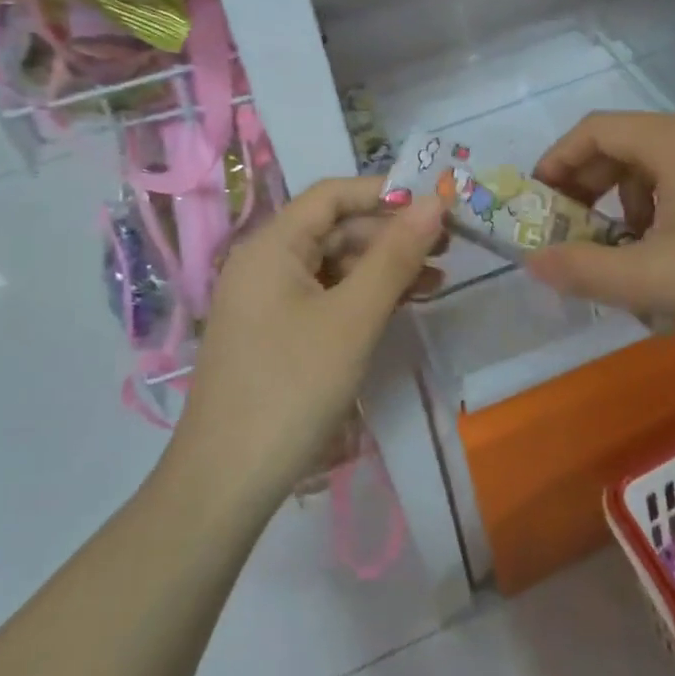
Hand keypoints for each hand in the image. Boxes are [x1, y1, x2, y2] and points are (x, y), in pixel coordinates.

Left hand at [174, 179, 445, 506]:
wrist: (226, 482)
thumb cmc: (292, 387)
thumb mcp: (353, 317)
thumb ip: (395, 255)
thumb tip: (434, 201)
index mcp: (272, 245)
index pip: (332, 195)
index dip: (385, 193)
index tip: (436, 206)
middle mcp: (265, 263)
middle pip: (335, 229)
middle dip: (392, 234)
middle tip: (447, 248)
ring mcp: (267, 300)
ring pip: (334, 265)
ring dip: (384, 267)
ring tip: (437, 280)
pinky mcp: (275, 333)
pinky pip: (325, 296)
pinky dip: (364, 297)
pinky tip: (401, 306)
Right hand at [525, 112, 674, 354]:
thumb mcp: (655, 281)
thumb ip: (585, 269)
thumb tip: (532, 261)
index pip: (593, 130)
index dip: (556, 163)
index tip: (538, 204)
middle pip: (622, 145)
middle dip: (587, 188)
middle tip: (571, 233)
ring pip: (654, 166)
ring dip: (624, 204)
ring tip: (623, 254)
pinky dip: (659, 210)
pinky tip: (668, 257)